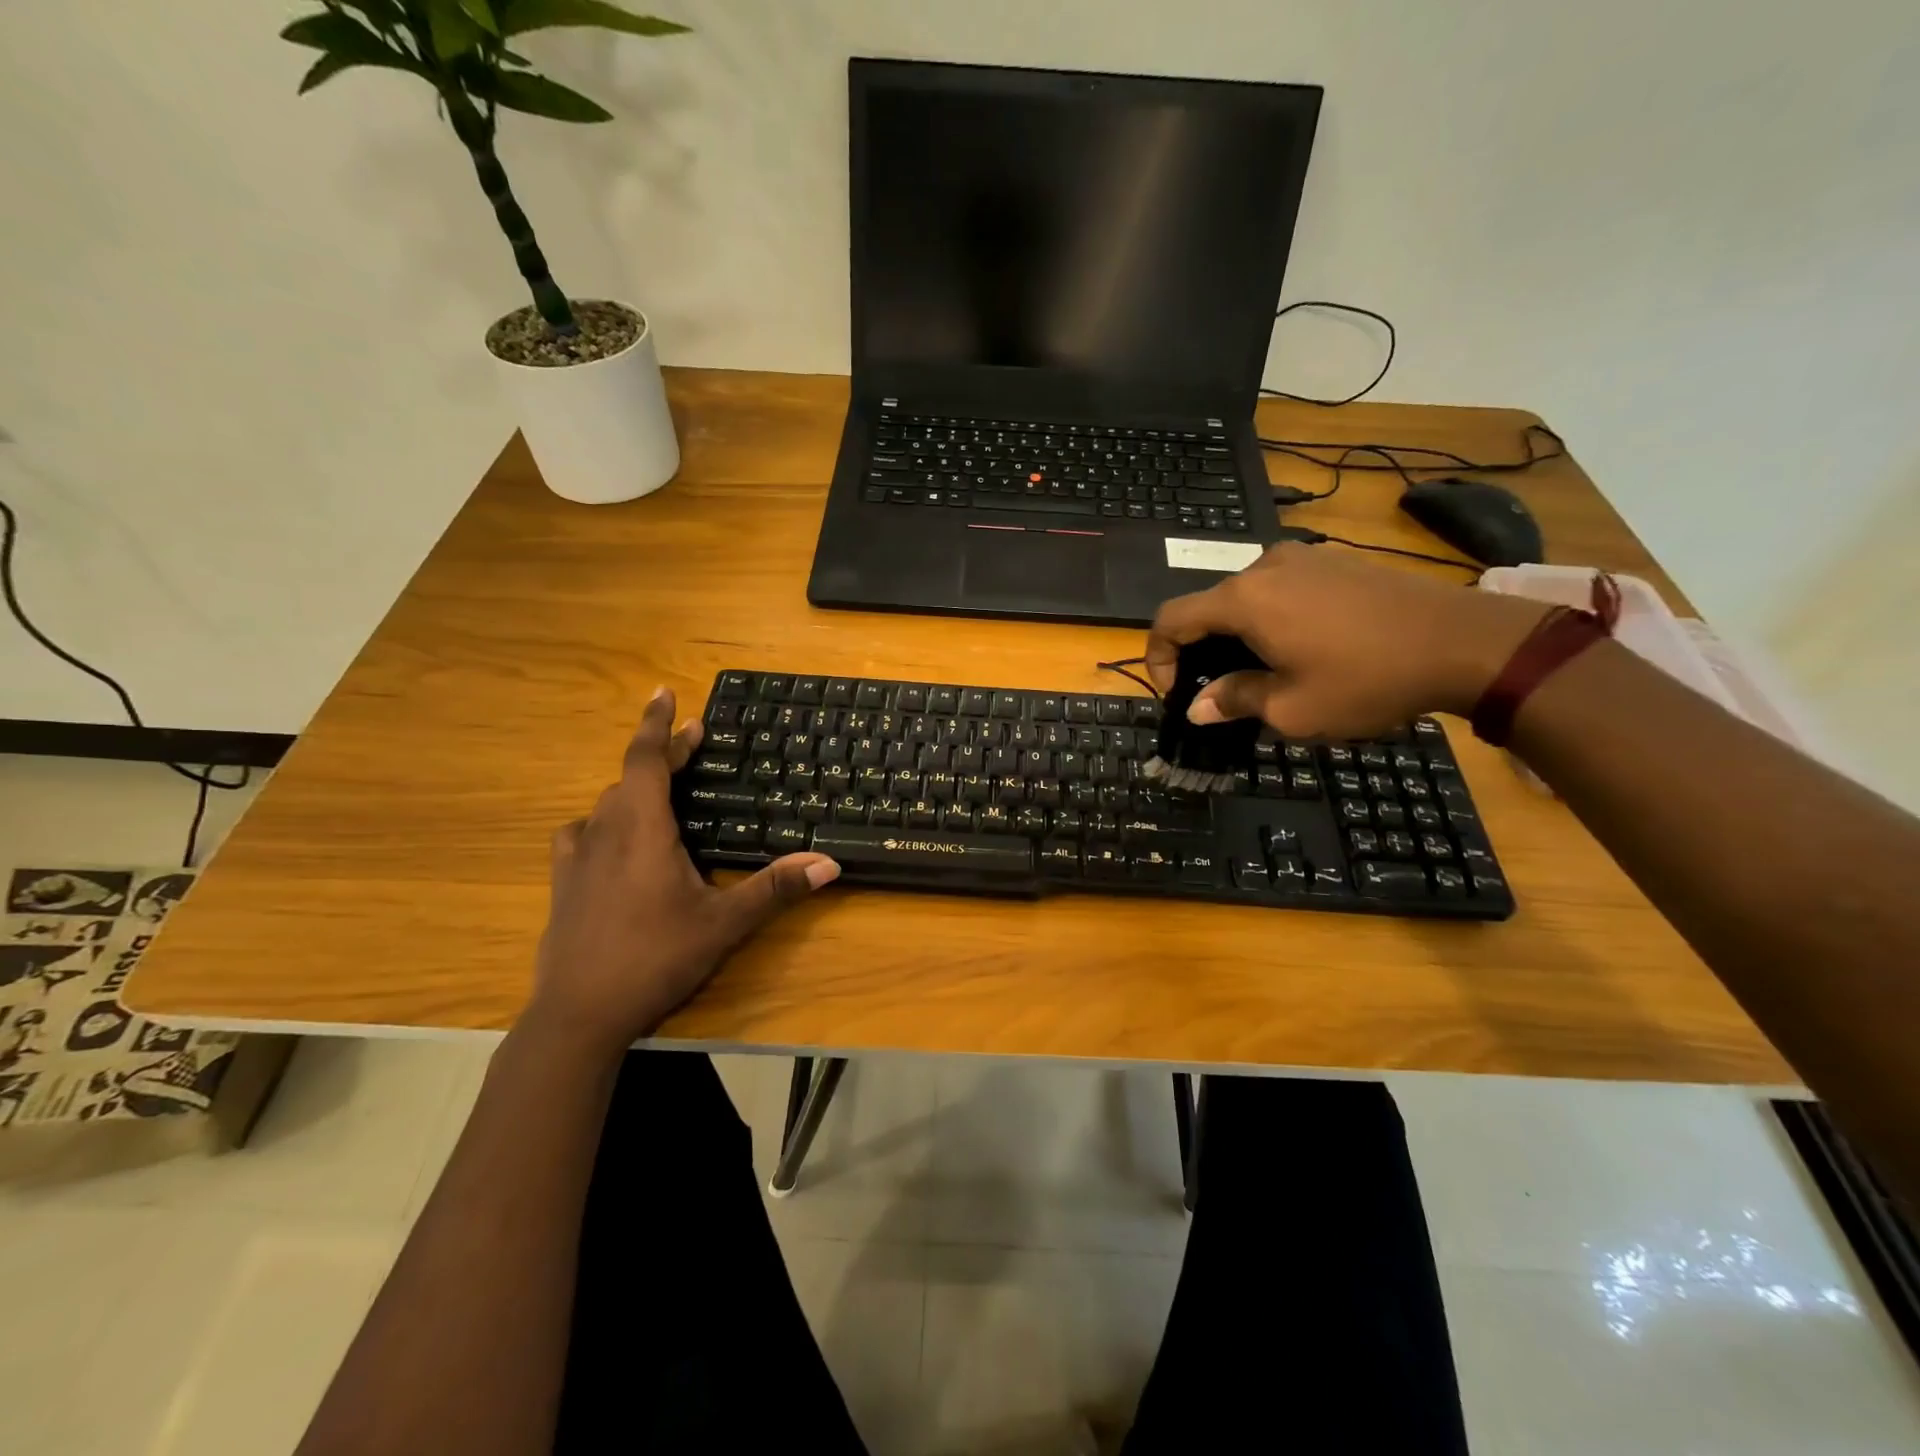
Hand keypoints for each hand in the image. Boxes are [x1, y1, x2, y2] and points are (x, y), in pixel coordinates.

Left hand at [527, 687, 839, 1054]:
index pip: (647, 758)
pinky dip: (603, 824)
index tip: (666, 692)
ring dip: (634, 789)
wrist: (578, 1015)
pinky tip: (611, 842)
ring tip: (661, 792)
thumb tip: (830, 863)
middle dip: (664, 756)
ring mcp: (576, 858)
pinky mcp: (562, 885)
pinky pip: (582, 835)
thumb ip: (775, 888)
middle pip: (631, 777)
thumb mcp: (724, 923)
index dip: (658, 723)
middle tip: (695, 743)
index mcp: (642, 828)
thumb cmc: (655, 957)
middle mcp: (604, 831)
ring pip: (606, 804)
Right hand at [1145, 543, 1548, 738]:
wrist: (1466, 642)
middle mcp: (1264, 567)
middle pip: (1207, 608)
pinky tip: (1301, 649)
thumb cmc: (1367, 680)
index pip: (1170, 619)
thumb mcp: (1292, 708)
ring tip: (1263, 675)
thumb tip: (1197, 707)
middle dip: (1201, 652)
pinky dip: (1270, 619)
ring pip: (1245, 598)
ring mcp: (1303, 558)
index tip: (1178, 695)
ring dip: (1237, 636)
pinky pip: (1280, 589)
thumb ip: (1234, 701)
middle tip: (1221, 694)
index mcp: (1244, 600)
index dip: (1158, 658)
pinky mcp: (1334, 562)